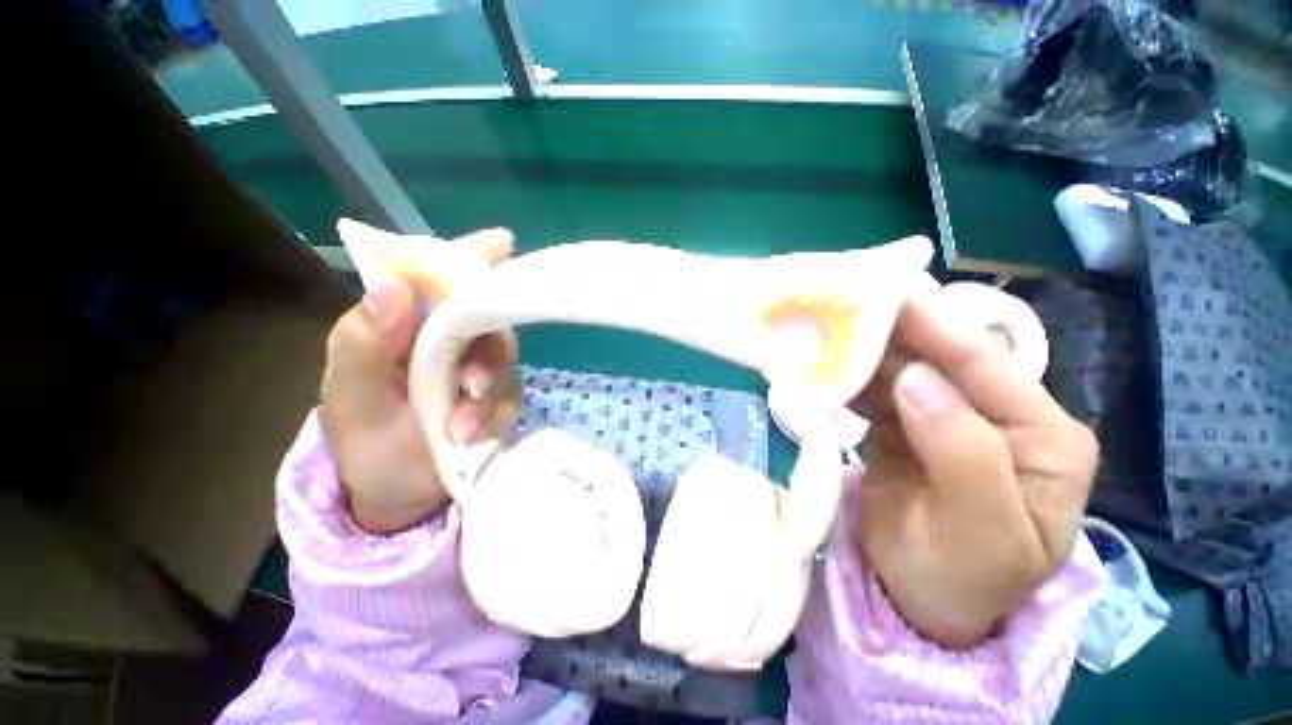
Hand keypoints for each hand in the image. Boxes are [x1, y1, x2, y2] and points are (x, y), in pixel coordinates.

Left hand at [320, 229, 519, 534]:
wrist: (397, 497)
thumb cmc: (365, 444)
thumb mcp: (352, 397)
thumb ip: (364, 342)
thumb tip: (395, 283)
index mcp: (402, 327)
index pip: (434, 278)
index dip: (467, 256)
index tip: (504, 242)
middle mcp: (444, 340)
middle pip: (484, 317)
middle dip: (485, 347)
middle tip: (471, 385)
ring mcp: (474, 368)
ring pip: (502, 355)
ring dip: (488, 387)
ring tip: (461, 424)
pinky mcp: (496, 395)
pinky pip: (511, 391)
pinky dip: (495, 411)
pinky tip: (473, 434)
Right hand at [848, 289, 1097, 648]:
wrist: (923, 604)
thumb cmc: (966, 579)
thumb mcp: (983, 533)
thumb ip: (963, 452)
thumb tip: (915, 378)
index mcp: (1044, 438)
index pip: (987, 368)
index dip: (937, 330)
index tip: (889, 294)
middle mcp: (1001, 417)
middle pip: (943, 361)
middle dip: (895, 335)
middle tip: (846, 307)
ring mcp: (950, 419)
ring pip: (905, 371)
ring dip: (868, 354)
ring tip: (829, 333)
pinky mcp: (909, 426)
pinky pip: (879, 392)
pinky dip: (854, 379)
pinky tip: (830, 369)